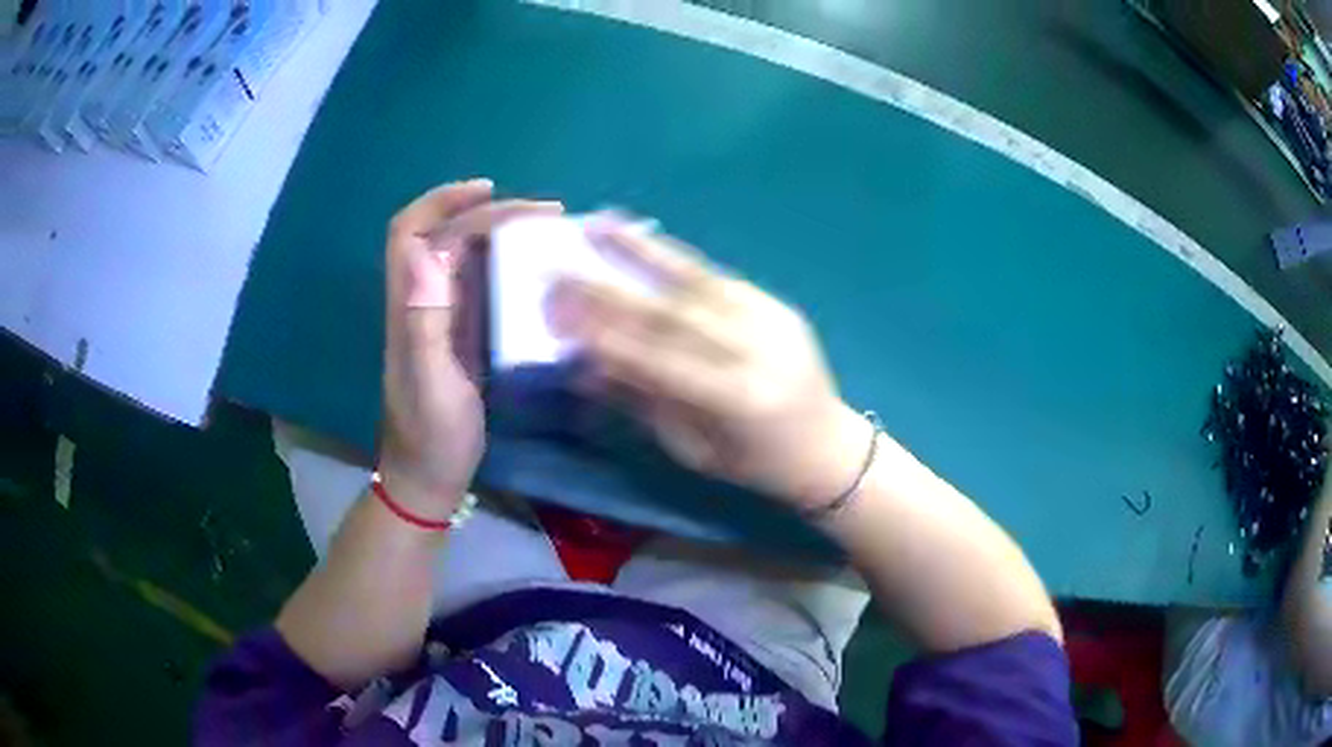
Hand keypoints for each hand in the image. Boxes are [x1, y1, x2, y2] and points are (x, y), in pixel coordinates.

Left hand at [379, 180, 560, 517]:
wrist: (429, 475)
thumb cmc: (431, 435)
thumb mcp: (431, 384)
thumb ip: (425, 321)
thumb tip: (426, 251)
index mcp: (409, 304)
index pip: (410, 231)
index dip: (443, 201)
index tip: (491, 191)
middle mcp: (422, 299)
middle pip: (444, 234)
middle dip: (489, 211)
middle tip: (546, 214)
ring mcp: (443, 315)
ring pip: (464, 254)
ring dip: (501, 232)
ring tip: (548, 231)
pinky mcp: (462, 333)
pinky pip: (481, 282)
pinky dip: (507, 263)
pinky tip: (537, 270)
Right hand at [546, 215, 871, 510]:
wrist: (828, 445)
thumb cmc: (756, 464)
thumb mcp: (694, 449)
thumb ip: (642, 401)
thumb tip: (585, 365)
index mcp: (737, 399)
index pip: (658, 360)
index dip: (604, 337)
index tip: (556, 315)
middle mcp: (756, 348)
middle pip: (671, 312)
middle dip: (608, 290)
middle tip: (559, 270)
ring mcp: (771, 318)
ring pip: (696, 279)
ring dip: (642, 250)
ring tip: (598, 225)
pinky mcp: (777, 304)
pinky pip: (717, 277)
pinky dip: (676, 259)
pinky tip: (642, 239)